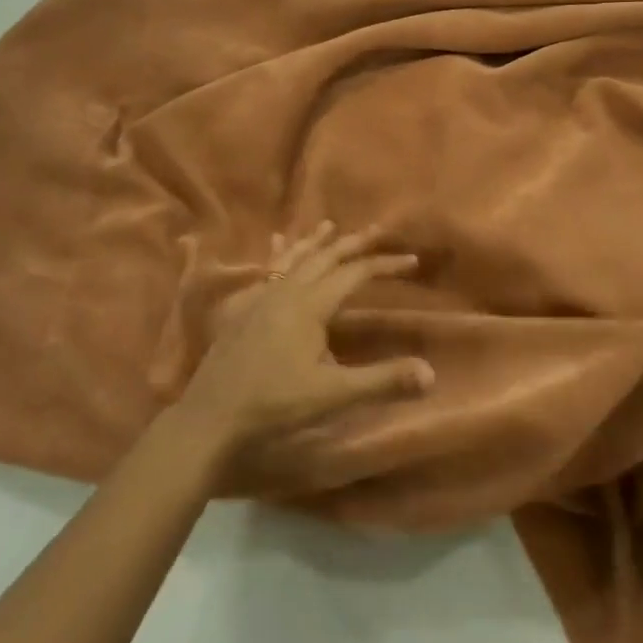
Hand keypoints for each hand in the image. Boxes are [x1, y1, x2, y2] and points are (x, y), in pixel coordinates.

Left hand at [169, 223, 434, 482]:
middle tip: (378, 231)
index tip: (413, 261)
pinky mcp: (242, 311)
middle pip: (324, 257)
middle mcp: (285, 292)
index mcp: (309, 305)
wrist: (211, 416)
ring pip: (293, 259)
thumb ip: (382, 381)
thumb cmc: (274, 404)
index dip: (385, 265)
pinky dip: (279, 256)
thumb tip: (431, 372)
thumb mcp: (333, 395)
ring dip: (314, 243)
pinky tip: (273, 249)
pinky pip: (266, 272)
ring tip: (327, 226)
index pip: (355, 273)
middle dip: (353, 243)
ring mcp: (259, 299)